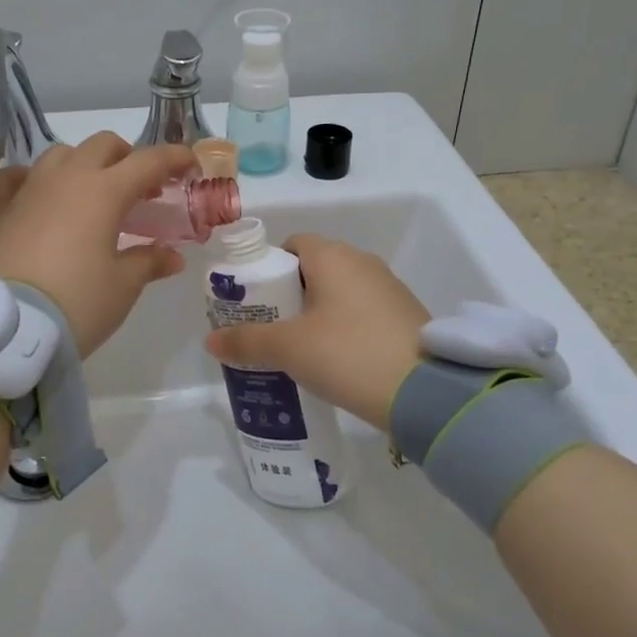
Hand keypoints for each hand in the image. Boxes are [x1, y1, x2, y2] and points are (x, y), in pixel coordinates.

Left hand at [0, 133, 195, 357]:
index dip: (174, 159)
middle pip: (103, 146)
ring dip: (84, 165)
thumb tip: (172, 256)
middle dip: (128, 159)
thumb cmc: (77, 302)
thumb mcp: (123, 286)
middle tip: (142, 190)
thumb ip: (148, 262)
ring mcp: (27, 190)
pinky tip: (36, 195)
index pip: (148, 161)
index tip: (191, 168)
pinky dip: (29, 179)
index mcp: (104, 191)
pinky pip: (13, 178)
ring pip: (60, 155)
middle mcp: (65, 179)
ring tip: (93, 195)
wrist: (8, 328)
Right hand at [205, 234, 429, 429]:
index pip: (292, 245)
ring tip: (298, 350)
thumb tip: (211, 340)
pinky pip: (362, 313)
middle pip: (315, 270)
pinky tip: (335, 360)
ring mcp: (389, 289)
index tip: (255, 301)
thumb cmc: (347, 354)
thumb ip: (247, 341)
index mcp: (333, 256)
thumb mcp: (289, 349)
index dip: (268, 268)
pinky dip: (344, 328)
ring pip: (340, 293)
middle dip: (289, 296)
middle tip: (270, 330)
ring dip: (318, 314)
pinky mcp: (406, 316)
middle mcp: (363, 263)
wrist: (425, 391)